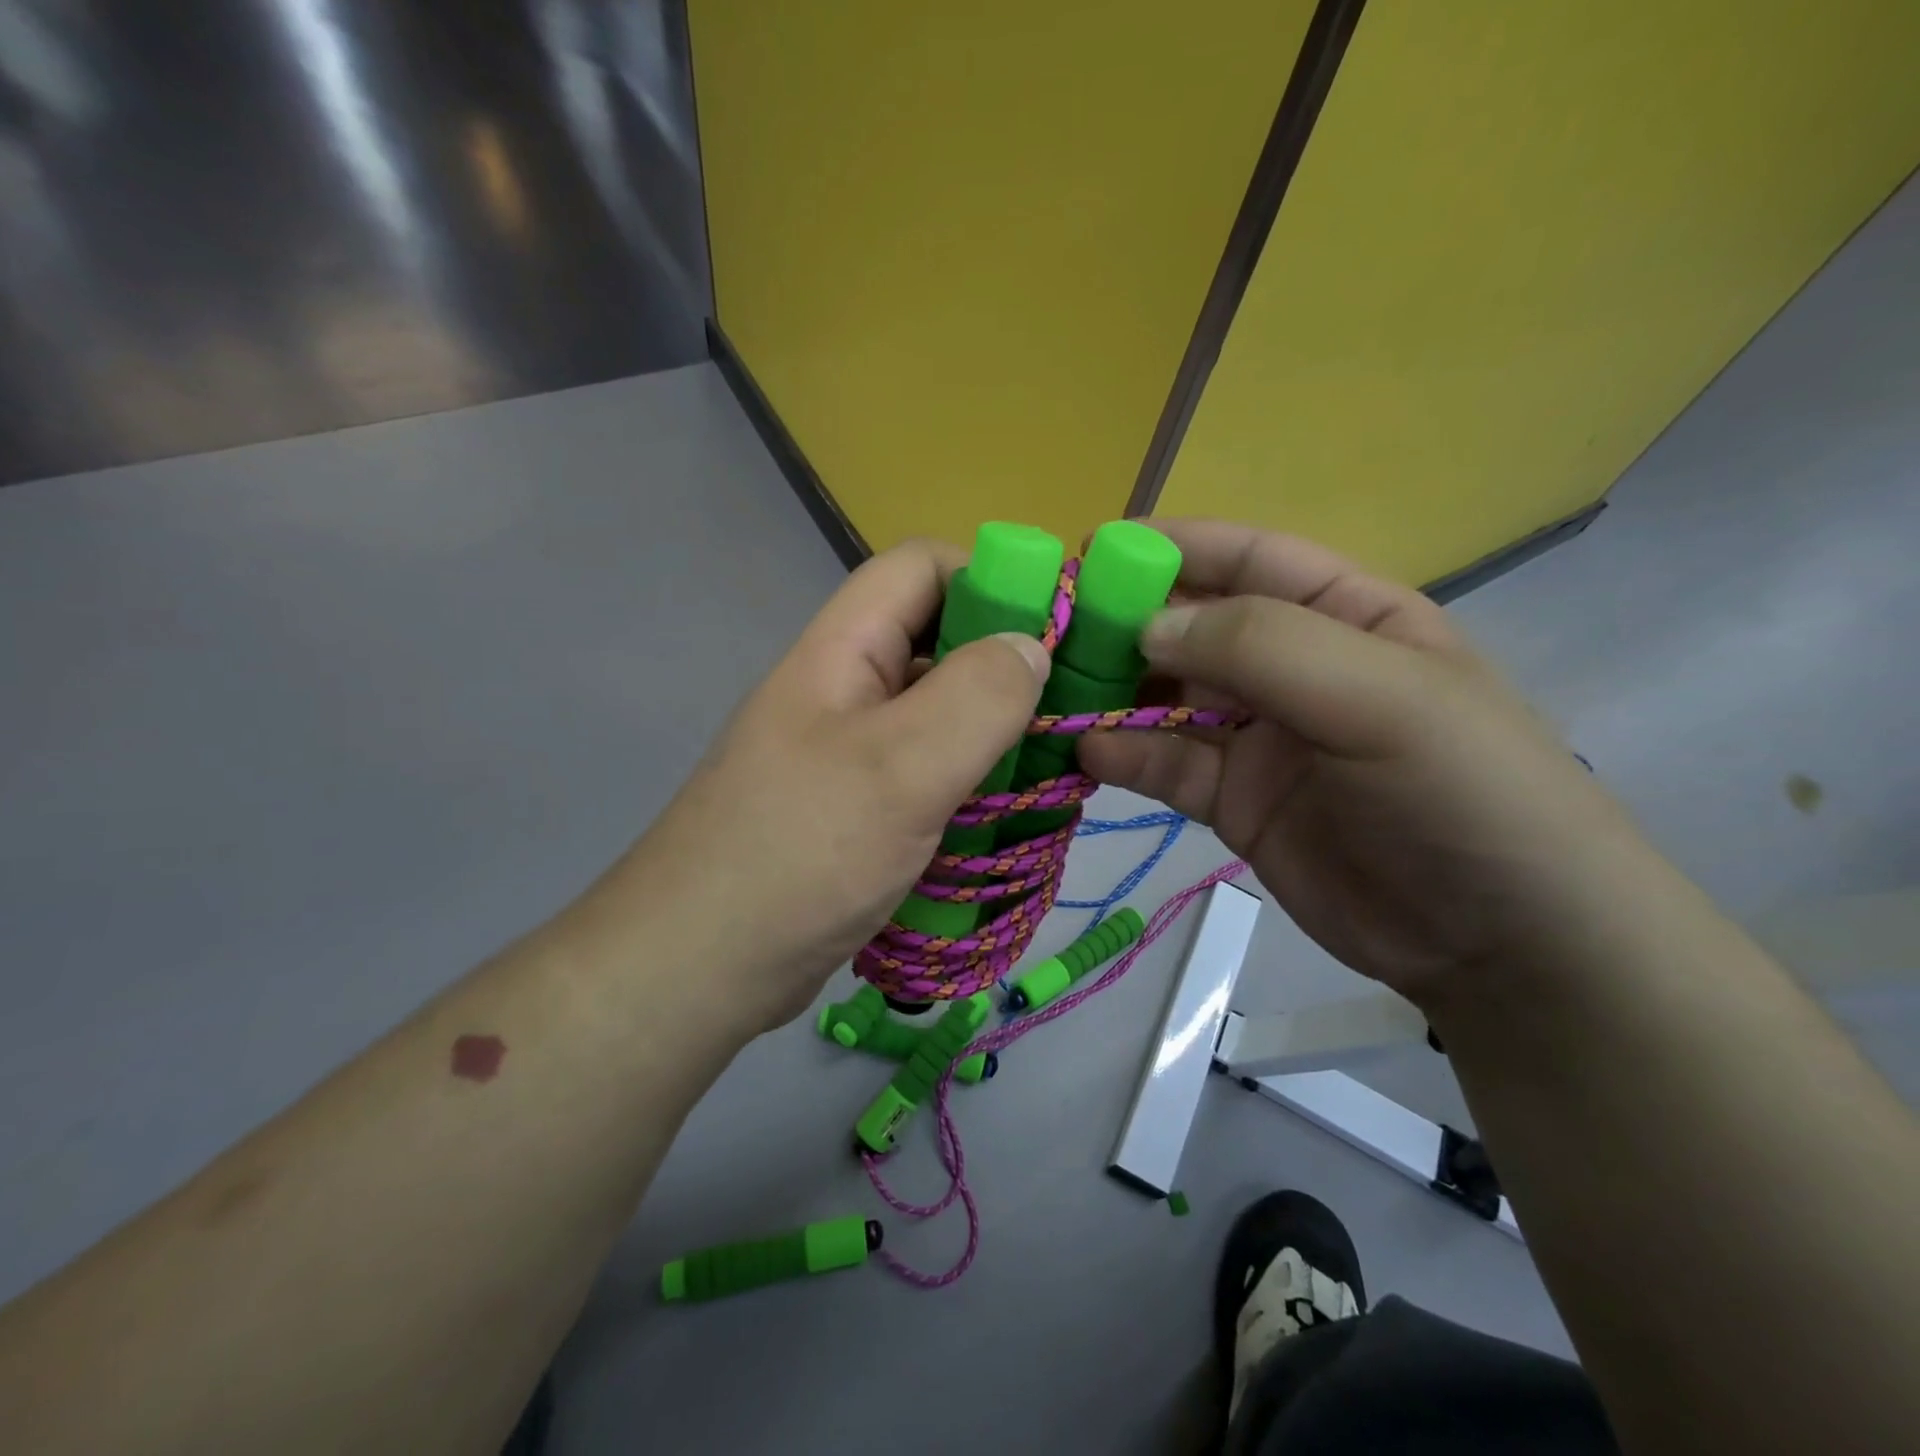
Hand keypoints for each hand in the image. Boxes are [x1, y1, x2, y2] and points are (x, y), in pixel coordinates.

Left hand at [603, 541, 1049, 1031]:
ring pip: (938, 713)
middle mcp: (845, 688)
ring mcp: (850, 751)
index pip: (920, 568)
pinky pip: (928, 771)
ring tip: (1052, 767)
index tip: (1055, 633)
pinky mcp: (858, 807)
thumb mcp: (899, 767)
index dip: (990, 580)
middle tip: (1068, 710)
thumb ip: (975, 696)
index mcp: (843, 650)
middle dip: (1005, 665)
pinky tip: (1008, 813)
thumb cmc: (799, 855)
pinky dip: (971, 780)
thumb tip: (1032, 646)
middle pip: (936, 641)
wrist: (698, 968)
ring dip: (995, 732)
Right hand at [1077, 519, 1656, 1000]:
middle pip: (1194, 628)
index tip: (1093, 553)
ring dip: (1112, 692)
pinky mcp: (1233, 802)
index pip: (1250, 559)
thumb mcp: (1381, 696)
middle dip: (1125, 624)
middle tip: (1049, 632)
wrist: (1503, 945)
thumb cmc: (1464, 793)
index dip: (1174, 548)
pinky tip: (1083, 753)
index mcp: (1345, 616)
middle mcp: (1294, 668)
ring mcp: (1258, 738)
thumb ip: (1264, 646)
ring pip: (1167, 697)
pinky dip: (1123, 755)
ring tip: (1050, 693)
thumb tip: (1146, 625)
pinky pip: (1166, 765)